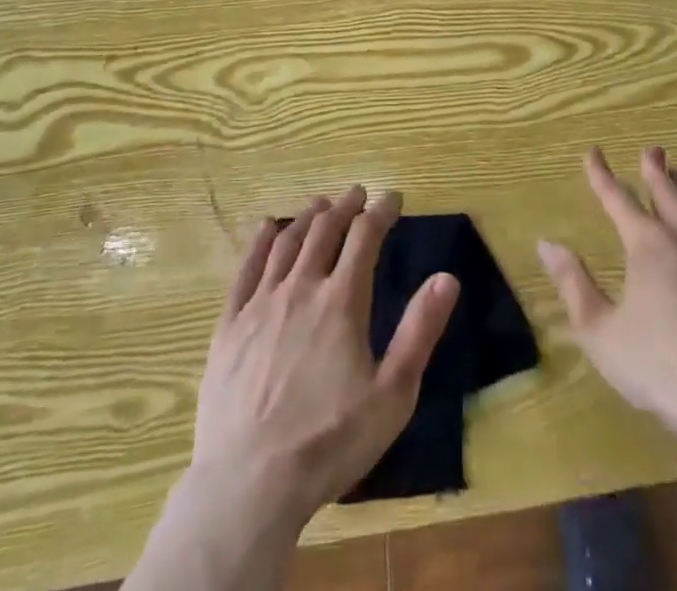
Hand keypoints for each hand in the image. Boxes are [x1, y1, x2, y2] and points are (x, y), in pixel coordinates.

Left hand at [190, 185, 460, 526]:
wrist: (249, 484)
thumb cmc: (330, 441)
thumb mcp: (392, 394)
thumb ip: (420, 331)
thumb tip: (447, 277)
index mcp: (342, 301)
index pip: (365, 237)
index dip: (381, 211)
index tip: (392, 197)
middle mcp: (301, 288)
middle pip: (325, 231)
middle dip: (345, 206)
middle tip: (357, 193)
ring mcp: (261, 304)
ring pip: (287, 243)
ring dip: (307, 217)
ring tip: (320, 204)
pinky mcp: (229, 325)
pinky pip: (246, 269)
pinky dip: (261, 242)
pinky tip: (268, 228)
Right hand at [537, 146, 676, 449]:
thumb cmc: (657, 367)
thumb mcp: (600, 331)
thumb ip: (573, 284)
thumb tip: (547, 244)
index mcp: (648, 246)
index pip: (619, 198)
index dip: (602, 175)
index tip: (593, 152)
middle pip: (669, 194)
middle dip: (656, 169)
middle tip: (652, 149)